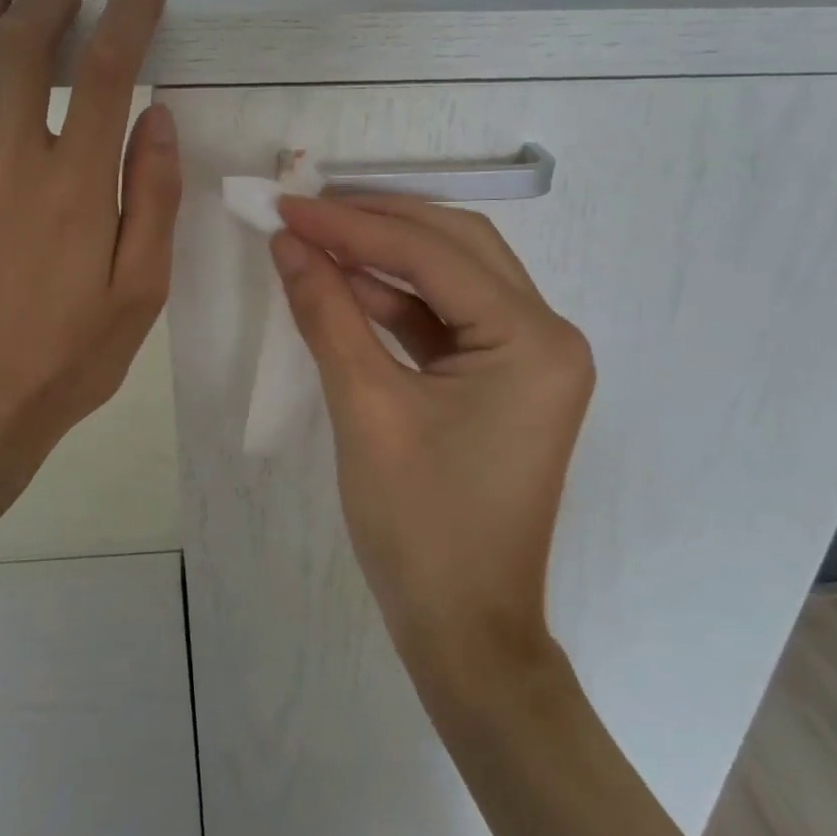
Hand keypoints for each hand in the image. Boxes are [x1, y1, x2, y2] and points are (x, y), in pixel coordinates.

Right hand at [270, 195, 593, 684]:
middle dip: (379, 224)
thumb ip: (328, 313)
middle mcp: (547, 336)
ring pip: (454, 279)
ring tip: (318, 241)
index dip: (355, 225)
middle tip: (308, 212)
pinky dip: (398, 302)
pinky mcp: (505, 381)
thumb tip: (289, 242)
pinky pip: (449, 320)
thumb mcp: (365, 409)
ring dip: (386, 258)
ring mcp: (530, 359)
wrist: (462, 628)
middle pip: (457, 248)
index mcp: (533, 341)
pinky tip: (348, 288)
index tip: (289, 206)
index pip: (434, 254)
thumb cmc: (419, 527)